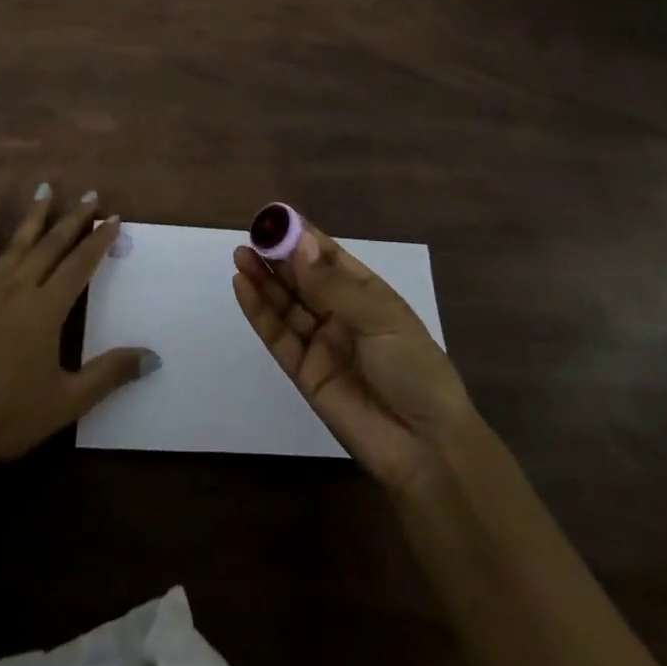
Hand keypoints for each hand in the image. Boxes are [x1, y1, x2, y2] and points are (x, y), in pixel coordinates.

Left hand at [0, 182, 153, 476]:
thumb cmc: (10, 417)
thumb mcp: (67, 401)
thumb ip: (110, 374)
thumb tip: (154, 357)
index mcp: (46, 311)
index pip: (80, 265)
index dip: (99, 241)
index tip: (114, 219)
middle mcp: (19, 289)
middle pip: (52, 245)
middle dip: (74, 219)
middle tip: (91, 195)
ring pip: (18, 243)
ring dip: (36, 215)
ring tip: (47, 187)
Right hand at [234, 220, 478, 494]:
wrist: (425, 447)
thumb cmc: (414, 370)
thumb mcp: (380, 318)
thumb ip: (333, 284)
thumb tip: (299, 243)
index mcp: (368, 295)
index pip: (329, 257)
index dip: (302, 238)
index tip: (275, 217)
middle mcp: (341, 314)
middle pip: (302, 279)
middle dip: (277, 256)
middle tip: (251, 235)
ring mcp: (321, 343)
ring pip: (286, 304)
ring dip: (263, 279)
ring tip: (241, 254)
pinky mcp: (304, 372)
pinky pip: (278, 336)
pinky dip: (259, 311)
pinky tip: (242, 286)